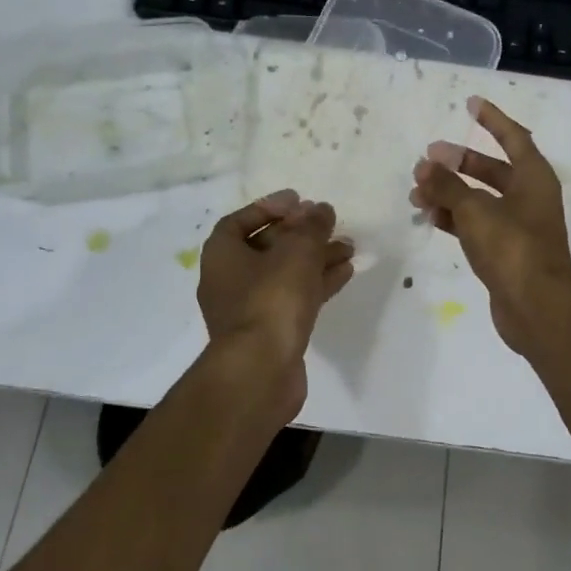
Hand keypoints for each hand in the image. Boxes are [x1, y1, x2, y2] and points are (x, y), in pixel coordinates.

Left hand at [197, 190, 354, 418]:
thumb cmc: (272, 299)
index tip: (300, 201)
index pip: (241, 220)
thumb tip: (321, 209)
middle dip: (300, 234)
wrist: (261, 370)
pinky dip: (317, 283)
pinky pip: (294, 298)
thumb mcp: (297, 251)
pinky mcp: (269, 332)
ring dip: (315, 258)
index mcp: (222, 255)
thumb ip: (312, 226)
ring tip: (349, 247)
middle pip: (267, 247)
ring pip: (285, 274)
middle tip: (328, 224)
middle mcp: (228, 280)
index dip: (270, 207)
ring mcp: (248, 309)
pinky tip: (345, 273)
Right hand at [410, 96, 570, 356]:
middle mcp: (529, 198)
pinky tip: (431, 217)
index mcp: (534, 178)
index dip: (492, 119)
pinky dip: (455, 219)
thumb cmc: (512, 247)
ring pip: (480, 199)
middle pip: (492, 170)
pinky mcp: (506, 252)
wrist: (536, 307)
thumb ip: (447, 185)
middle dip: (459, 162)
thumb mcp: (475, 210)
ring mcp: (519, 226)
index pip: (513, 137)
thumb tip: (424, 166)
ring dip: (450, 193)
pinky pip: (477, 225)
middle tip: (428, 157)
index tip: (470, 103)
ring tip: (417, 192)